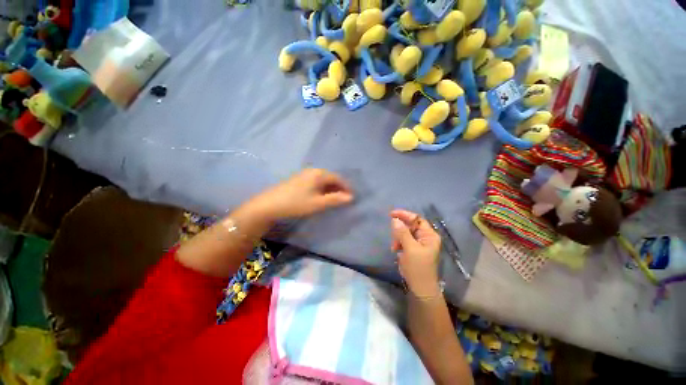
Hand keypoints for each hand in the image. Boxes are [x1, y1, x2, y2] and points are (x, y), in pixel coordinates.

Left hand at [247, 168, 353, 221]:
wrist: (269, 204)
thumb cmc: (296, 203)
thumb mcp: (318, 203)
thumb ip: (335, 199)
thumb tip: (351, 197)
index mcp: (319, 174)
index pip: (338, 178)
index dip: (346, 187)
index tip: (352, 197)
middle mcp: (313, 170)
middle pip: (331, 178)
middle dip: (339, 188)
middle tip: (344, 199)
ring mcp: (305, 174)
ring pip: (323, 180)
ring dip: (331, 188)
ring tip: (334, 199)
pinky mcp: (299, 179)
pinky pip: (316, 181)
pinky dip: (322, 188)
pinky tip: (321, 196)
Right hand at [390, 209, 441, 296]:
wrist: (420, 288)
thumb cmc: (418, 267)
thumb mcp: (410, 249)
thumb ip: (402, 233)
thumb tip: (395, 219)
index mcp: (429, 235)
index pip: (417, 219)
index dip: (404, 215)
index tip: (391, 214)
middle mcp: (425, 237)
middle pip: (410, 225)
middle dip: (400, 230)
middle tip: (394, 238)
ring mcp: (419, 243)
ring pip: (404, 232)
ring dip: (397, 238)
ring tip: (395, 247)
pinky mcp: (413, 248)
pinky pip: (403, 240)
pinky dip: (398, 243)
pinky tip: (396, 250)